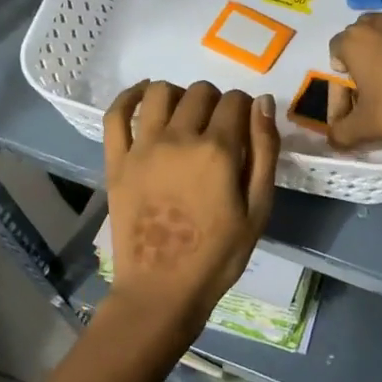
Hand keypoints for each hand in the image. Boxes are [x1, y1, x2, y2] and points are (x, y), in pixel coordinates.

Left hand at [102, 80, 279, 334]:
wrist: (163, 289)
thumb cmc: (218, 255)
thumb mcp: (258, 208)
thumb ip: (264, 152)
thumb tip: (262, 103)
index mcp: (218, 150)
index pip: (235, 101)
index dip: (245, 108)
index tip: (246, 126)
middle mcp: (179, 138)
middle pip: (200, 92)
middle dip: (216, 101)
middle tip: (218, 128)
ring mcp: (143, 148)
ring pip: (160, 92)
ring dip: (179, 94)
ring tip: (185, 114)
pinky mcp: (117, 161)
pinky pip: (116, 114)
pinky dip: (130, 96)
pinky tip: (143, 96)